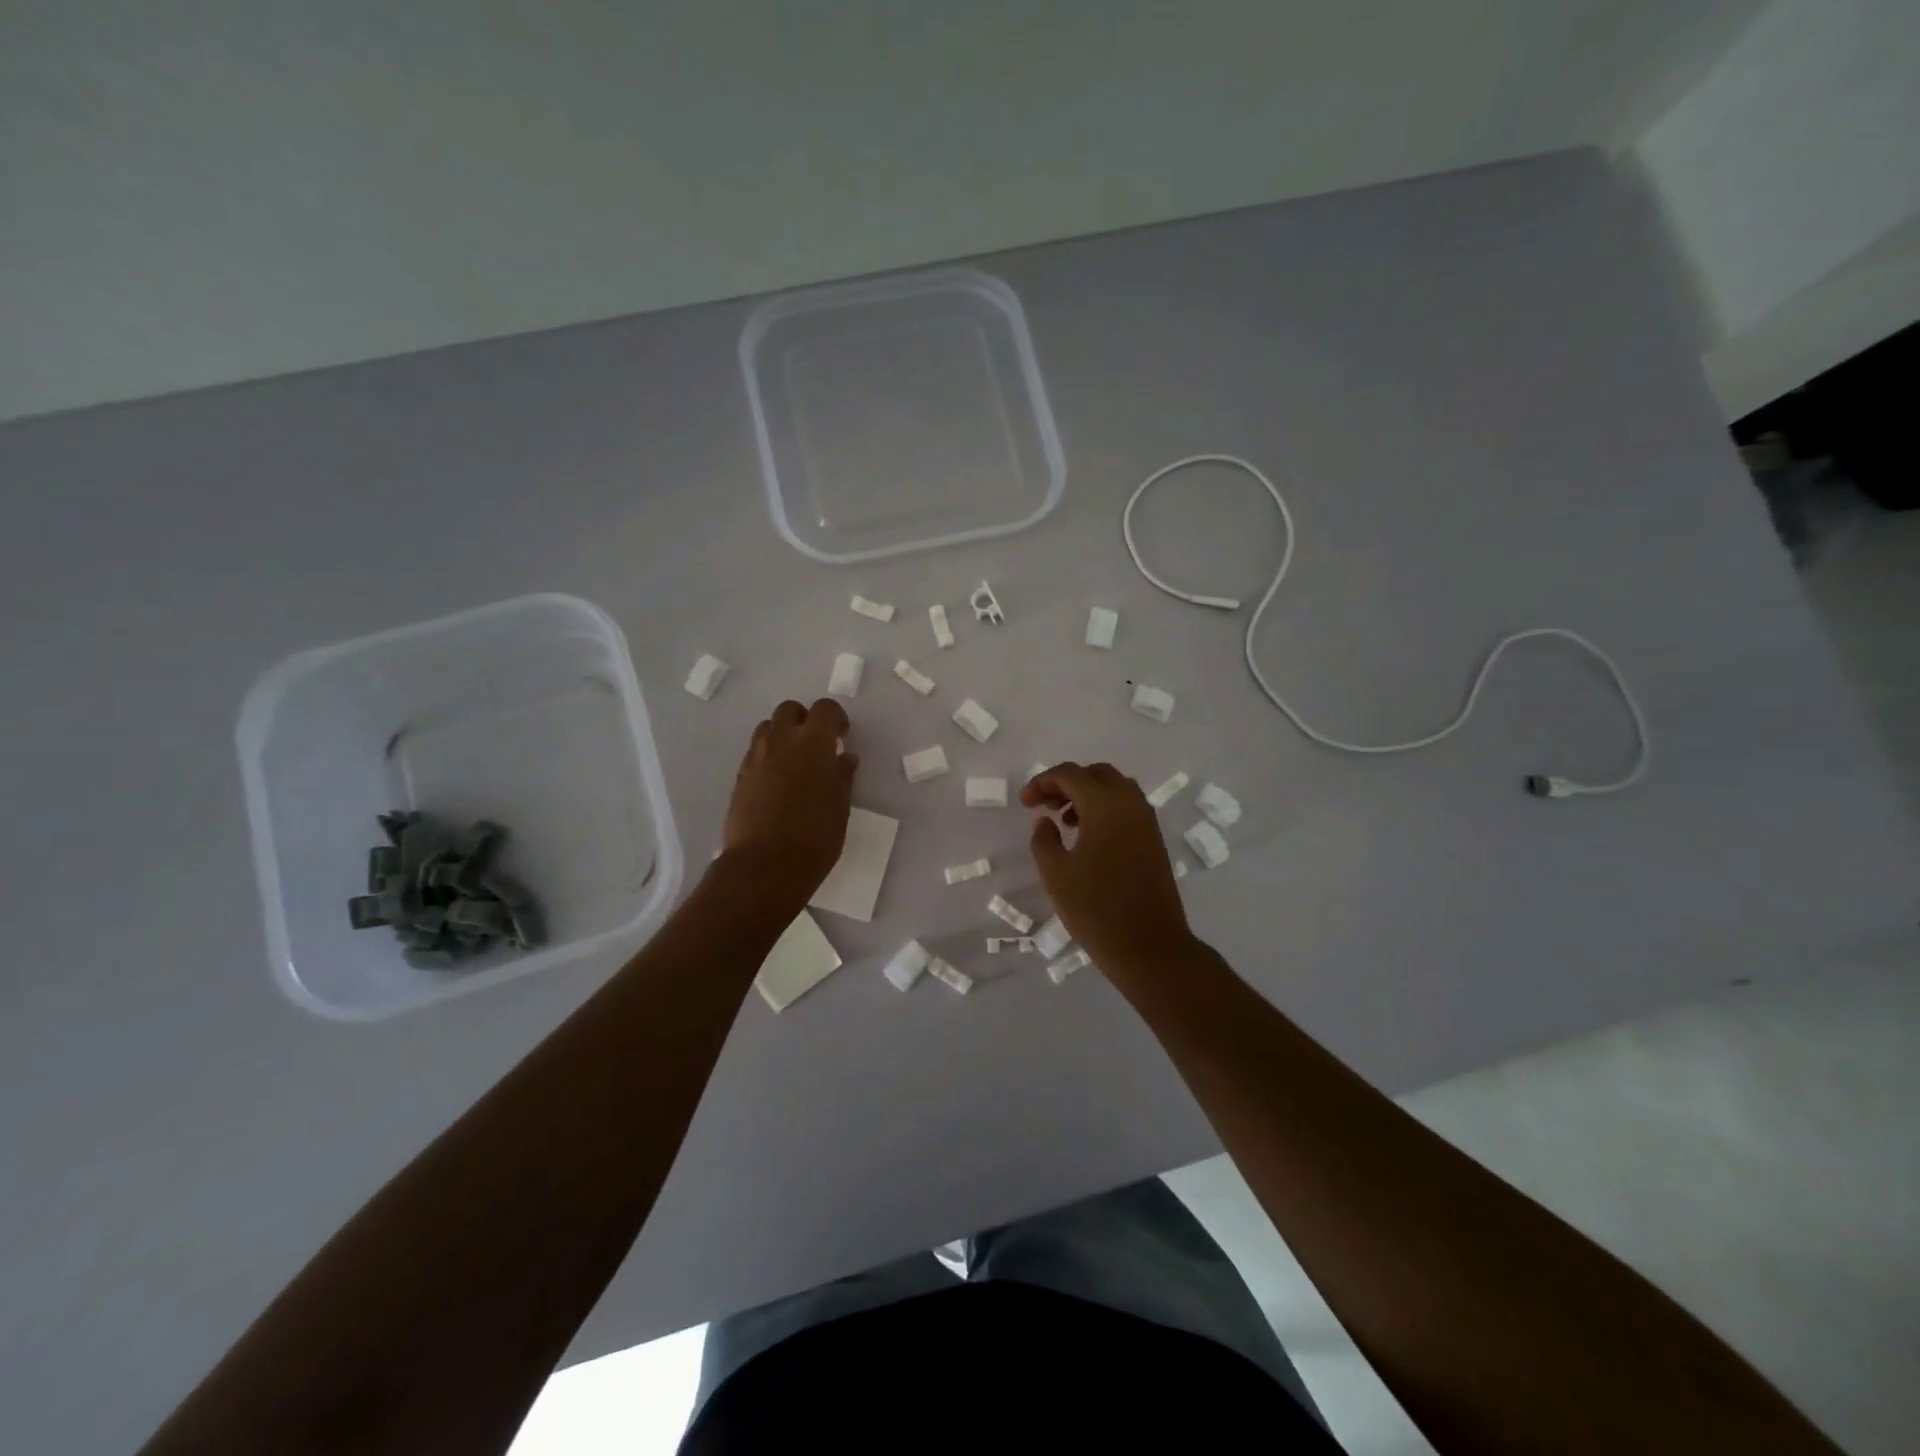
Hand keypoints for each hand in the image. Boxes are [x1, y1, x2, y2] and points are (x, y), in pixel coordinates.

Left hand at [721, 698, 857, 905]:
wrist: (765, 866)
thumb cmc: (815, 836)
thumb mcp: (840, 806)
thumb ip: (842, 776)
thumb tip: (844, 757)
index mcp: (813, 742)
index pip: (825, 709)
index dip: (836, 719)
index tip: (842, 737)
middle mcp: (781, 740)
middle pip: (790, 710)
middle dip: (804, 720)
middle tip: (816, 745)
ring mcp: (756, 757)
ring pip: (767, 728)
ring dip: (783, 735)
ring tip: (794, 761)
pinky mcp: (739, 777)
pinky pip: (755, 752)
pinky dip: (768, 756)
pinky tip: (778, 783)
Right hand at [1022, 762, 1192, 975]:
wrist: (1149, 946)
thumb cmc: (1096, 909)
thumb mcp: (1056, 874)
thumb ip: (1044, 840)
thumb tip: (1045, 822)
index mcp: (1105, 805)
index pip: (1070, 774)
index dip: (1042, 782)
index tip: (1026, 804)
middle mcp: (1130, 804)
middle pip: (1096, 774)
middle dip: (1067, 783)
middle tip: (1045, 806)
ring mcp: (1147, 822)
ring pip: (1115, 789)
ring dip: (1087, 795)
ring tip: (1064, 822)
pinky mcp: (1154, 840)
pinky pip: (1127, 808)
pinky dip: (1104, 809)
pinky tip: (1087, 838)